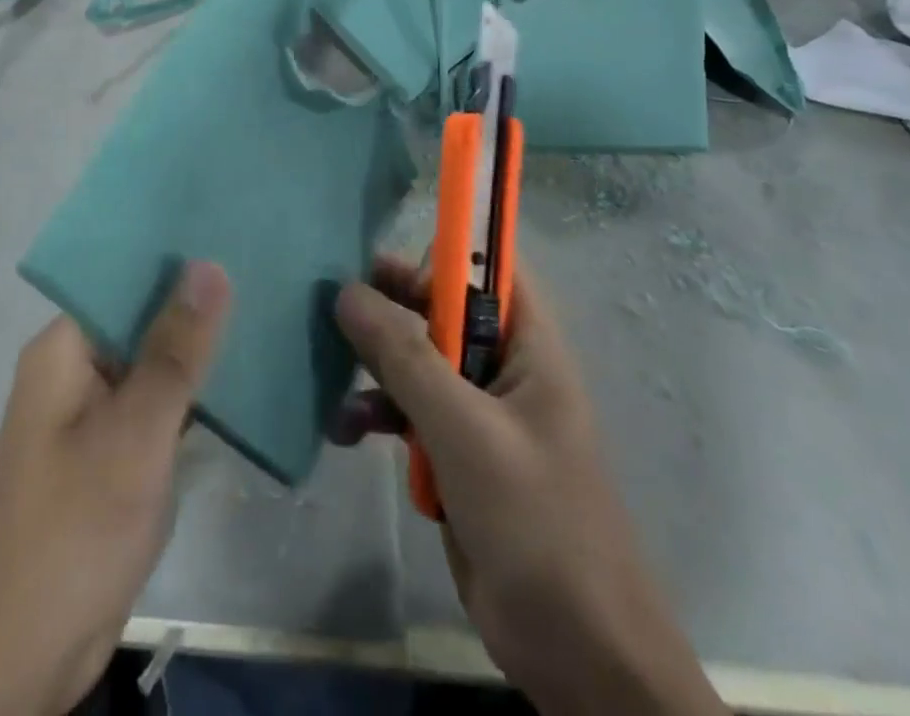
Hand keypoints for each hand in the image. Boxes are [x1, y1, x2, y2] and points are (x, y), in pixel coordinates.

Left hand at [0, 262, 231, 715]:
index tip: (231, 229)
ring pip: (153, 363)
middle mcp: (75, 371)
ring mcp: (93, 416)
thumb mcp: (134, 434)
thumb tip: (208, 264)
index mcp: (64, 348)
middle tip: (266, 266)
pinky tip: (246, 377)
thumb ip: (175, 350)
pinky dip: (193, 394)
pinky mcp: (112, 455)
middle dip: (197, 300)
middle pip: (141, 317)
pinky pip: (157, 406)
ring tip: (268, 307)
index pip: (123, 275)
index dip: (176, 254)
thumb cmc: (73, 530)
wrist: (20, 660)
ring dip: (199, 348)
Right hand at [334, 259, 725, 715]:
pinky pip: (409, 413)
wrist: (580, 657)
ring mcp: (479, 415)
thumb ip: (405, 357)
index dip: (442, 251)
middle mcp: (504, 368)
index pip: (489, 269)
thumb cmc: (537, 524)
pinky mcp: (456, 457)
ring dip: (374, 366)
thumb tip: (347, 292)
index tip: (383, 257)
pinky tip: (344, 431)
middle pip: (442, 310)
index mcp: (528, 347)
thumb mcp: (465, 431)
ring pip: (418, 361)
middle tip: (337, 300)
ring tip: (329, 370)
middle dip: (391, 305)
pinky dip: (377, 414)